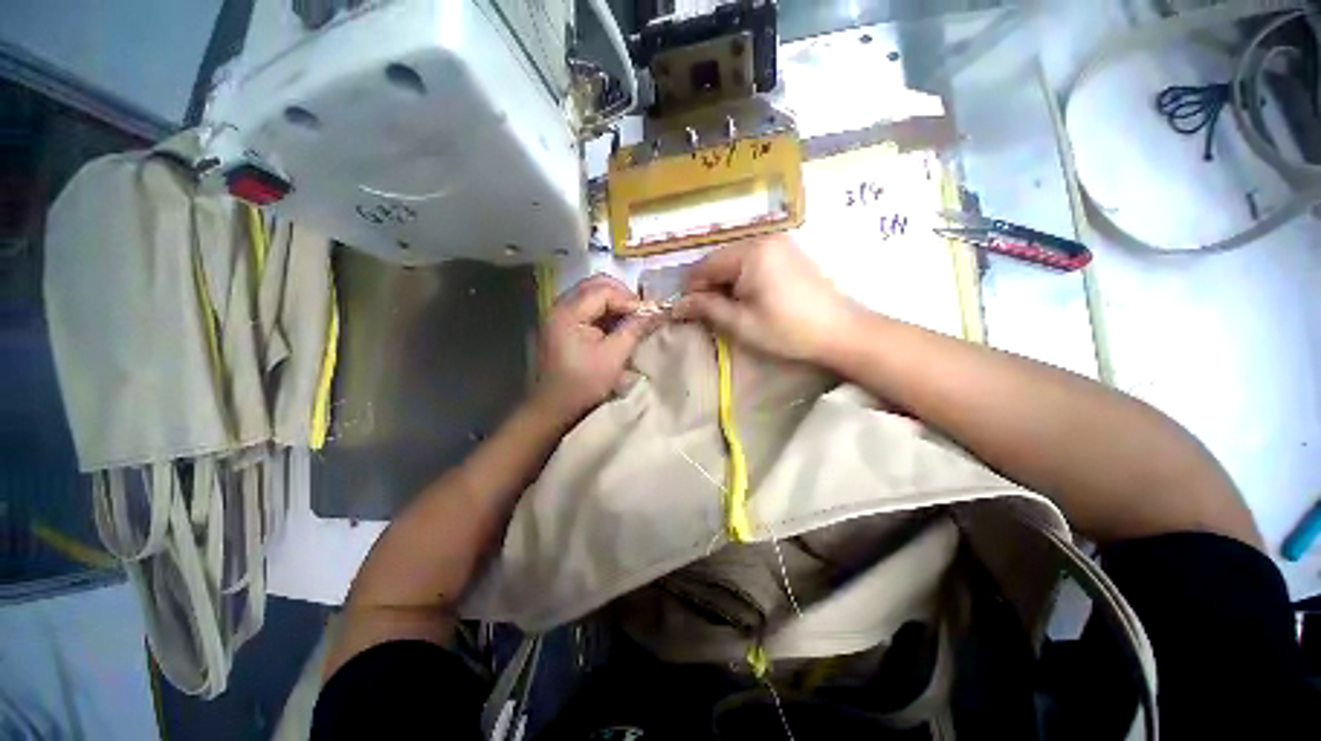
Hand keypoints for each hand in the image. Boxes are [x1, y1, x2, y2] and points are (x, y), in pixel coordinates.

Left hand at [531, 275, 656, 423]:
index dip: (629, 299)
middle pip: (596, 286)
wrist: (554, 408)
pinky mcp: (564, 325)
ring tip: (633, 319)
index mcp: (568, 313)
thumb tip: (657, 312)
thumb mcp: (613, 357)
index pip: (604, 290)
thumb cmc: (583, 384)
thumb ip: (634, 330)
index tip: (649, 314)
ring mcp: (560, 315)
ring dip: (615, 303)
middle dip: (623, 296)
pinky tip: (618, 326)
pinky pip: (588, 307)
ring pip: (593, 294)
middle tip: (641, 313)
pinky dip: (606, 312)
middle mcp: (560, 307)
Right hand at [673, 235, 857, 363]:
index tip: (687, 311)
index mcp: (750, 253)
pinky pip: (754, 260)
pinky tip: (749, 298)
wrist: (840, 331)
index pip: (705, 265)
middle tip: (708, 313)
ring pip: (736, 260)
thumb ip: (706, 308)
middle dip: (710, 285)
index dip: (692, 289)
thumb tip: (677, 305)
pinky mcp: (789, 252)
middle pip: (721, 260)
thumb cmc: (786, 330)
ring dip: (726, 283)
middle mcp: (763, 238)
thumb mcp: (740, 323)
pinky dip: (743, 278)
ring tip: (729, 308)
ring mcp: (779, 243)